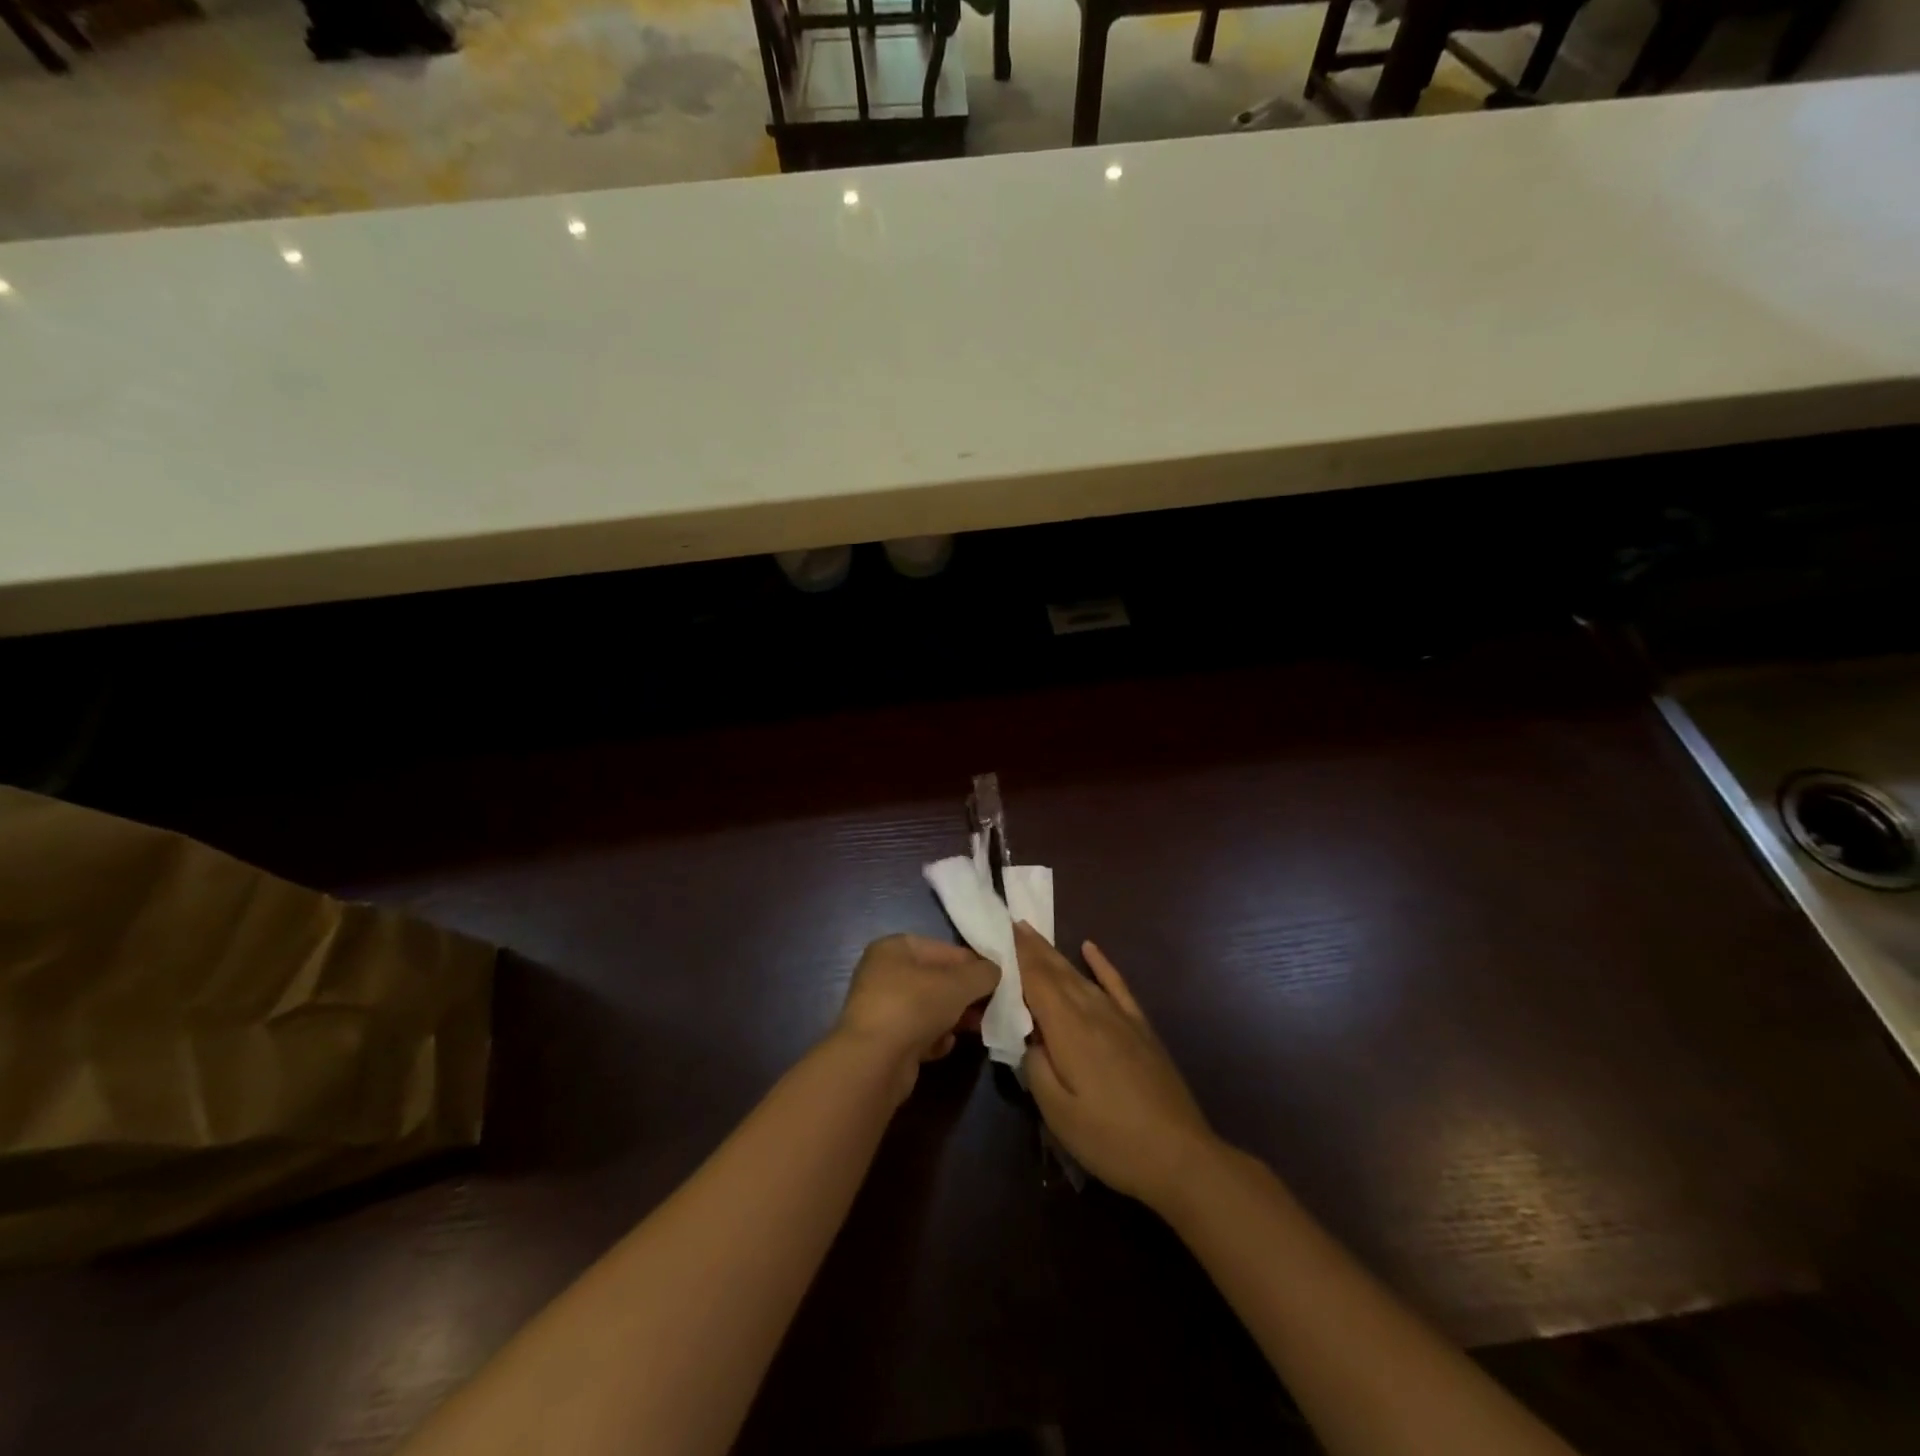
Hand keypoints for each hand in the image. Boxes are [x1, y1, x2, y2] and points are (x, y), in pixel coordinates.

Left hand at [836, 934, 998, 1102]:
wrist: (875, 1062)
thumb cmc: (915, 1006)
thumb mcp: (959, 983)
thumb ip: (983, 973)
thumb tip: (994, 972)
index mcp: (894, 948)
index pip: (943, 949)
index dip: (973, 963)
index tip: (996, 980)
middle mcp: (883, 973)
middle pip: (936, 980)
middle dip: (965, 994)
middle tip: (991, 1006)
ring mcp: (881, 1008)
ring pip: (928, 1008)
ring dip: (953, 1017)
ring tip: (976, 1027)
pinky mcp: (883, 1041)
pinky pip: (917, 1033)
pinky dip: (934, 1038)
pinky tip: (944, 1045)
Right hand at [1017, 923, 1220, 1209]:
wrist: (1179, 1156)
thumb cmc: (1110, 1139)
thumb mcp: (1058, 1113)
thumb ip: (1036, 1067)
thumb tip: (1028, 1037)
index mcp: (1068, 1030)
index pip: (1036, 981)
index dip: (1018, 956)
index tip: (1000, 931)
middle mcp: (1093, 1011)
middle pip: (1057, 971)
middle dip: (1033, 947)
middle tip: (1012, 923)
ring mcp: (1120, 1017)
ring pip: (1080, 976)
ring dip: (1056, 954)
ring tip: (1035, 936)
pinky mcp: (1140, 1028)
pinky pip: (1116, 985)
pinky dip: (1101, 964)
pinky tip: (1090, 948)